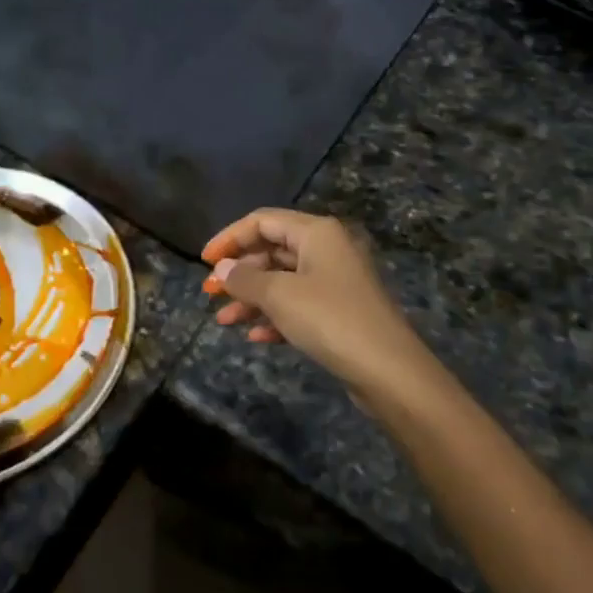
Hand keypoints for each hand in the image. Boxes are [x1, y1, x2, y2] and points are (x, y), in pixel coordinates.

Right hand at [202, 209, 429, 396]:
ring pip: (282, 280)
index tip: (203, 261)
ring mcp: (335, 281)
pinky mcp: (339, 312)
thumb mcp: (279, 296)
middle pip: (271, 249)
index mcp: (316, 232)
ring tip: (223, 320)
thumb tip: (221, 269)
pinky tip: (255, 337)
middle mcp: (326, 249)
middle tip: (211, 294)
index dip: (229, 237)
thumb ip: (244, 279)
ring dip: (251, 298)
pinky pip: (297, 304)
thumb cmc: (330, 319)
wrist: (389, 371)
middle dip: (239, 272)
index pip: (262, 221)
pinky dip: (274, 316)